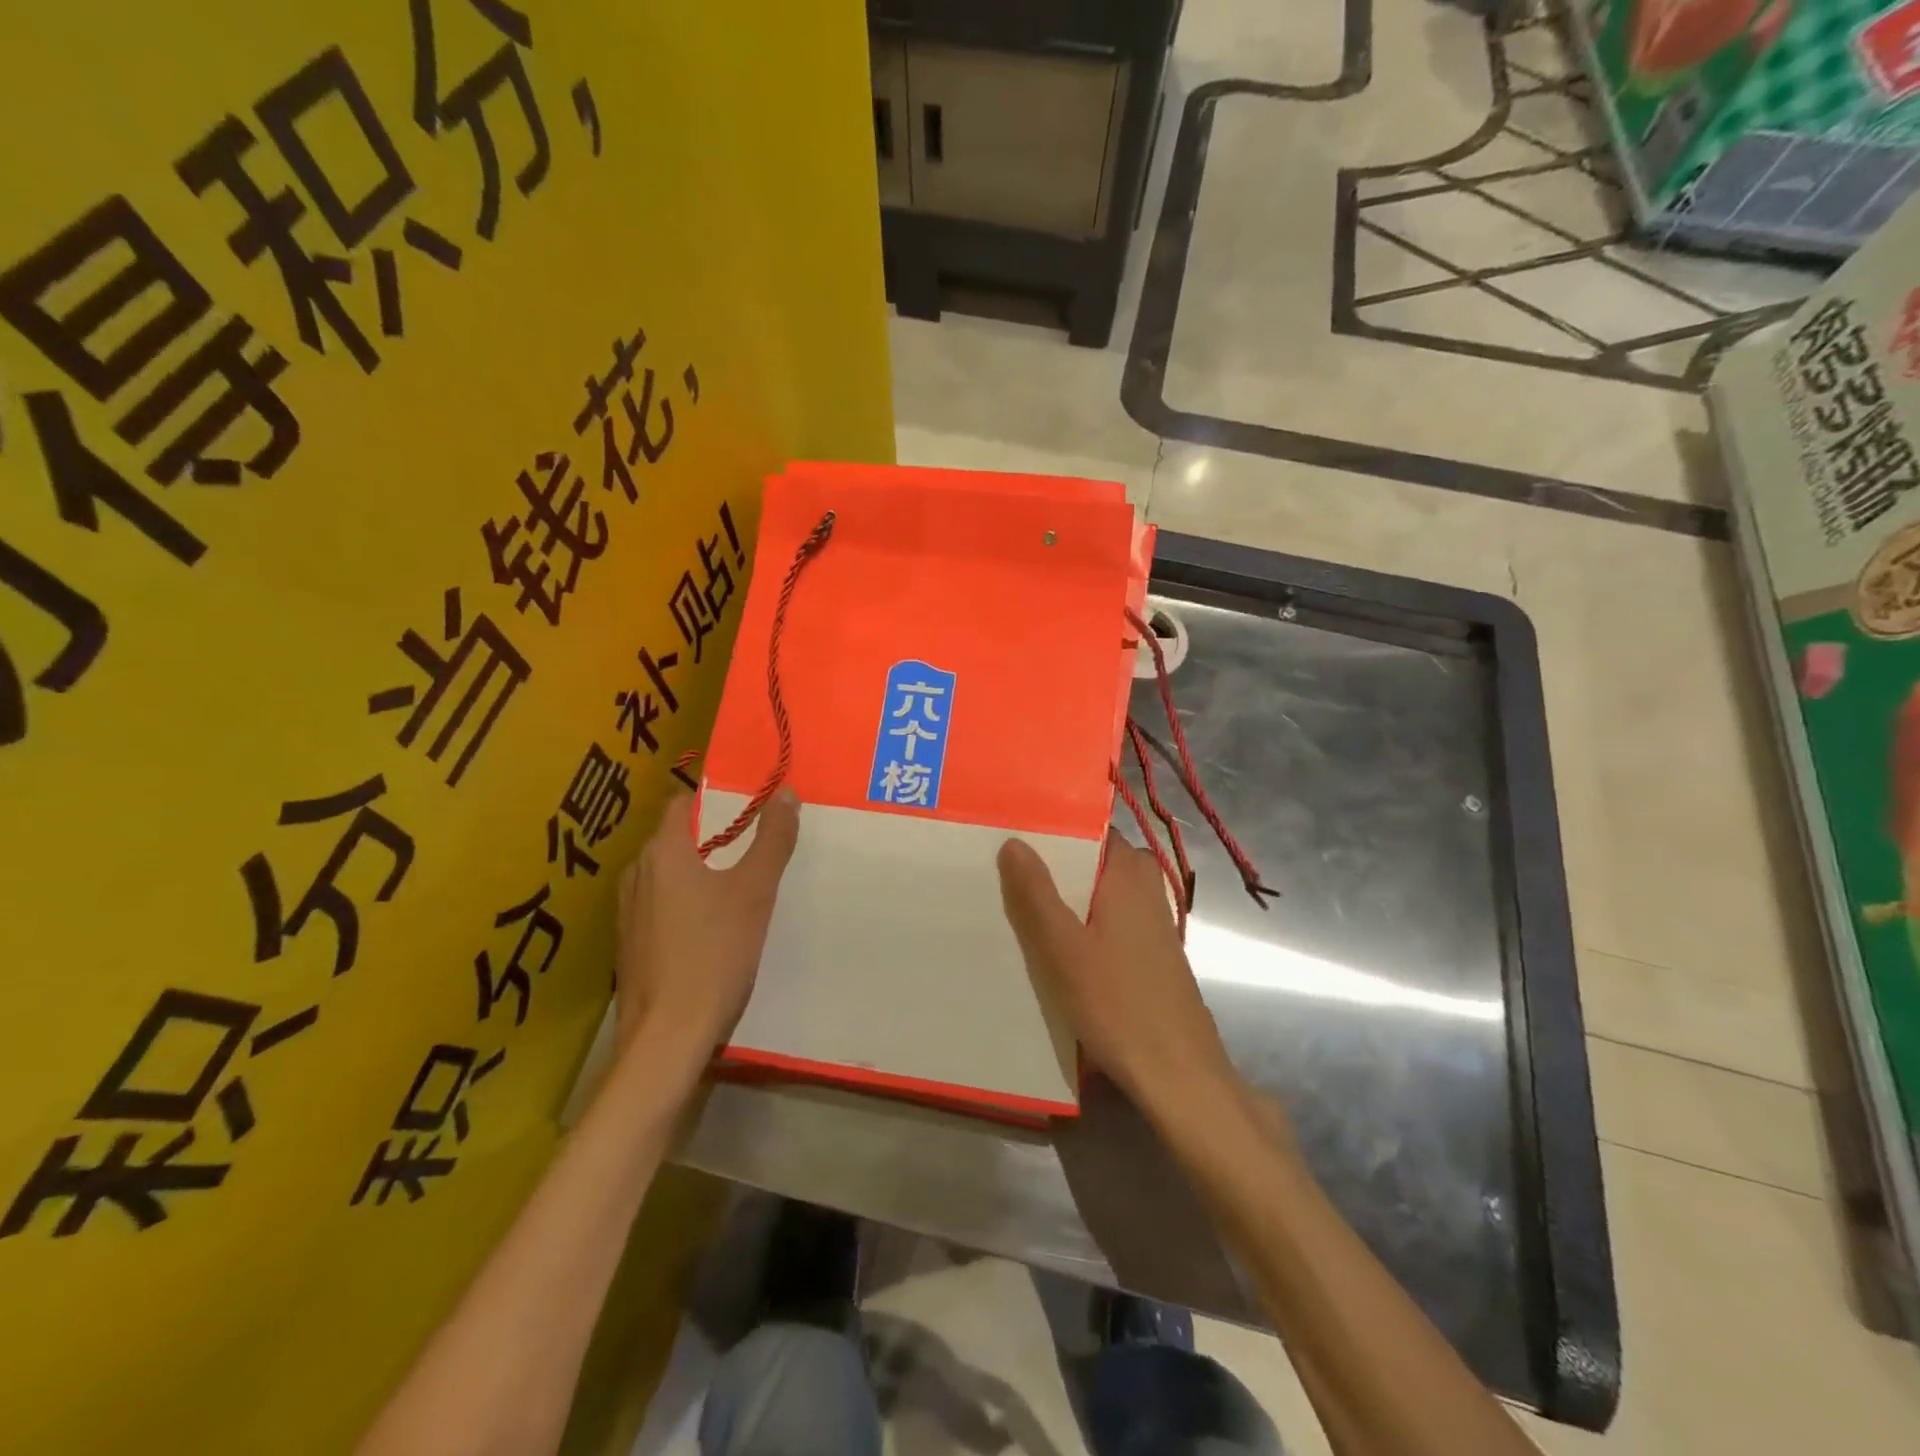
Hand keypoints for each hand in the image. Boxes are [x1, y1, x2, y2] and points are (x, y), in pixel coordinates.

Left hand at [616, 789, 801, 1056]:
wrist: (667, 1036)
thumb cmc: (714, 954)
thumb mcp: (754, 892)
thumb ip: (772, 840)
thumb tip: (786, 793)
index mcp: (662, 853)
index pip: (681, 802)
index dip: (715, 798)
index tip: (749, 803)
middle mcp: (637, 874)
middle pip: (675, 838)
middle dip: (713, 835)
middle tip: (755, 843)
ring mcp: (628, 911)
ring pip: (667, 873)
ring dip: (699, 870)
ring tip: (738, 882)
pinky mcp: (630, 943)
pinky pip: (661, 904)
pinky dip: (685, 901)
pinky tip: (713, 925)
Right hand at [997, 830, 1233, 1112]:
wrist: (1177, 1072)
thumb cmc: (1117, 1003)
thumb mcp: (1063, 948)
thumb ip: (1036, 893)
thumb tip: (1014, 841)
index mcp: (1129, 875)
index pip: (1096, 830)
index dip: (1059, 829)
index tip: (1020, 832)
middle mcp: (1148, 889)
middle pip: (1100, 860)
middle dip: (1060, 864)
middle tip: (1014, 871)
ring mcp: (1155, 922)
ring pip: (1106, 892)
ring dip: (1072, 896)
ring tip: (1026, 905)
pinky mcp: (1155, 953)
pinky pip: (1114, 919)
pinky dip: (1088, 921)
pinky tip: (1061, 946)